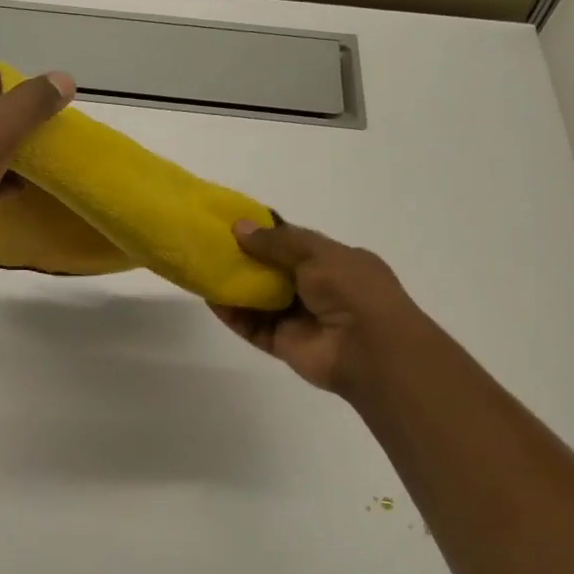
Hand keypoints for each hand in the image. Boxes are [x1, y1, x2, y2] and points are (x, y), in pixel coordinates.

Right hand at [211, 220, 429, 397]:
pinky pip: (252, 327)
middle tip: (211, 245)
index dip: (266, 233)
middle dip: (245, 258)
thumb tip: (238, 226)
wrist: (370, 350)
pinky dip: (233, 314)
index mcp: (335, 262)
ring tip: (203, 269)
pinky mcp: (283, 344)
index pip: (295, 244)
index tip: (234, 224)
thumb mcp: (317, 254)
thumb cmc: (352, 291)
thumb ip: (277, 241)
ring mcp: (299, 318)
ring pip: (260, 300)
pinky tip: (211, 299)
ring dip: (235, 286)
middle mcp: (317, 289)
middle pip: (273, 271)